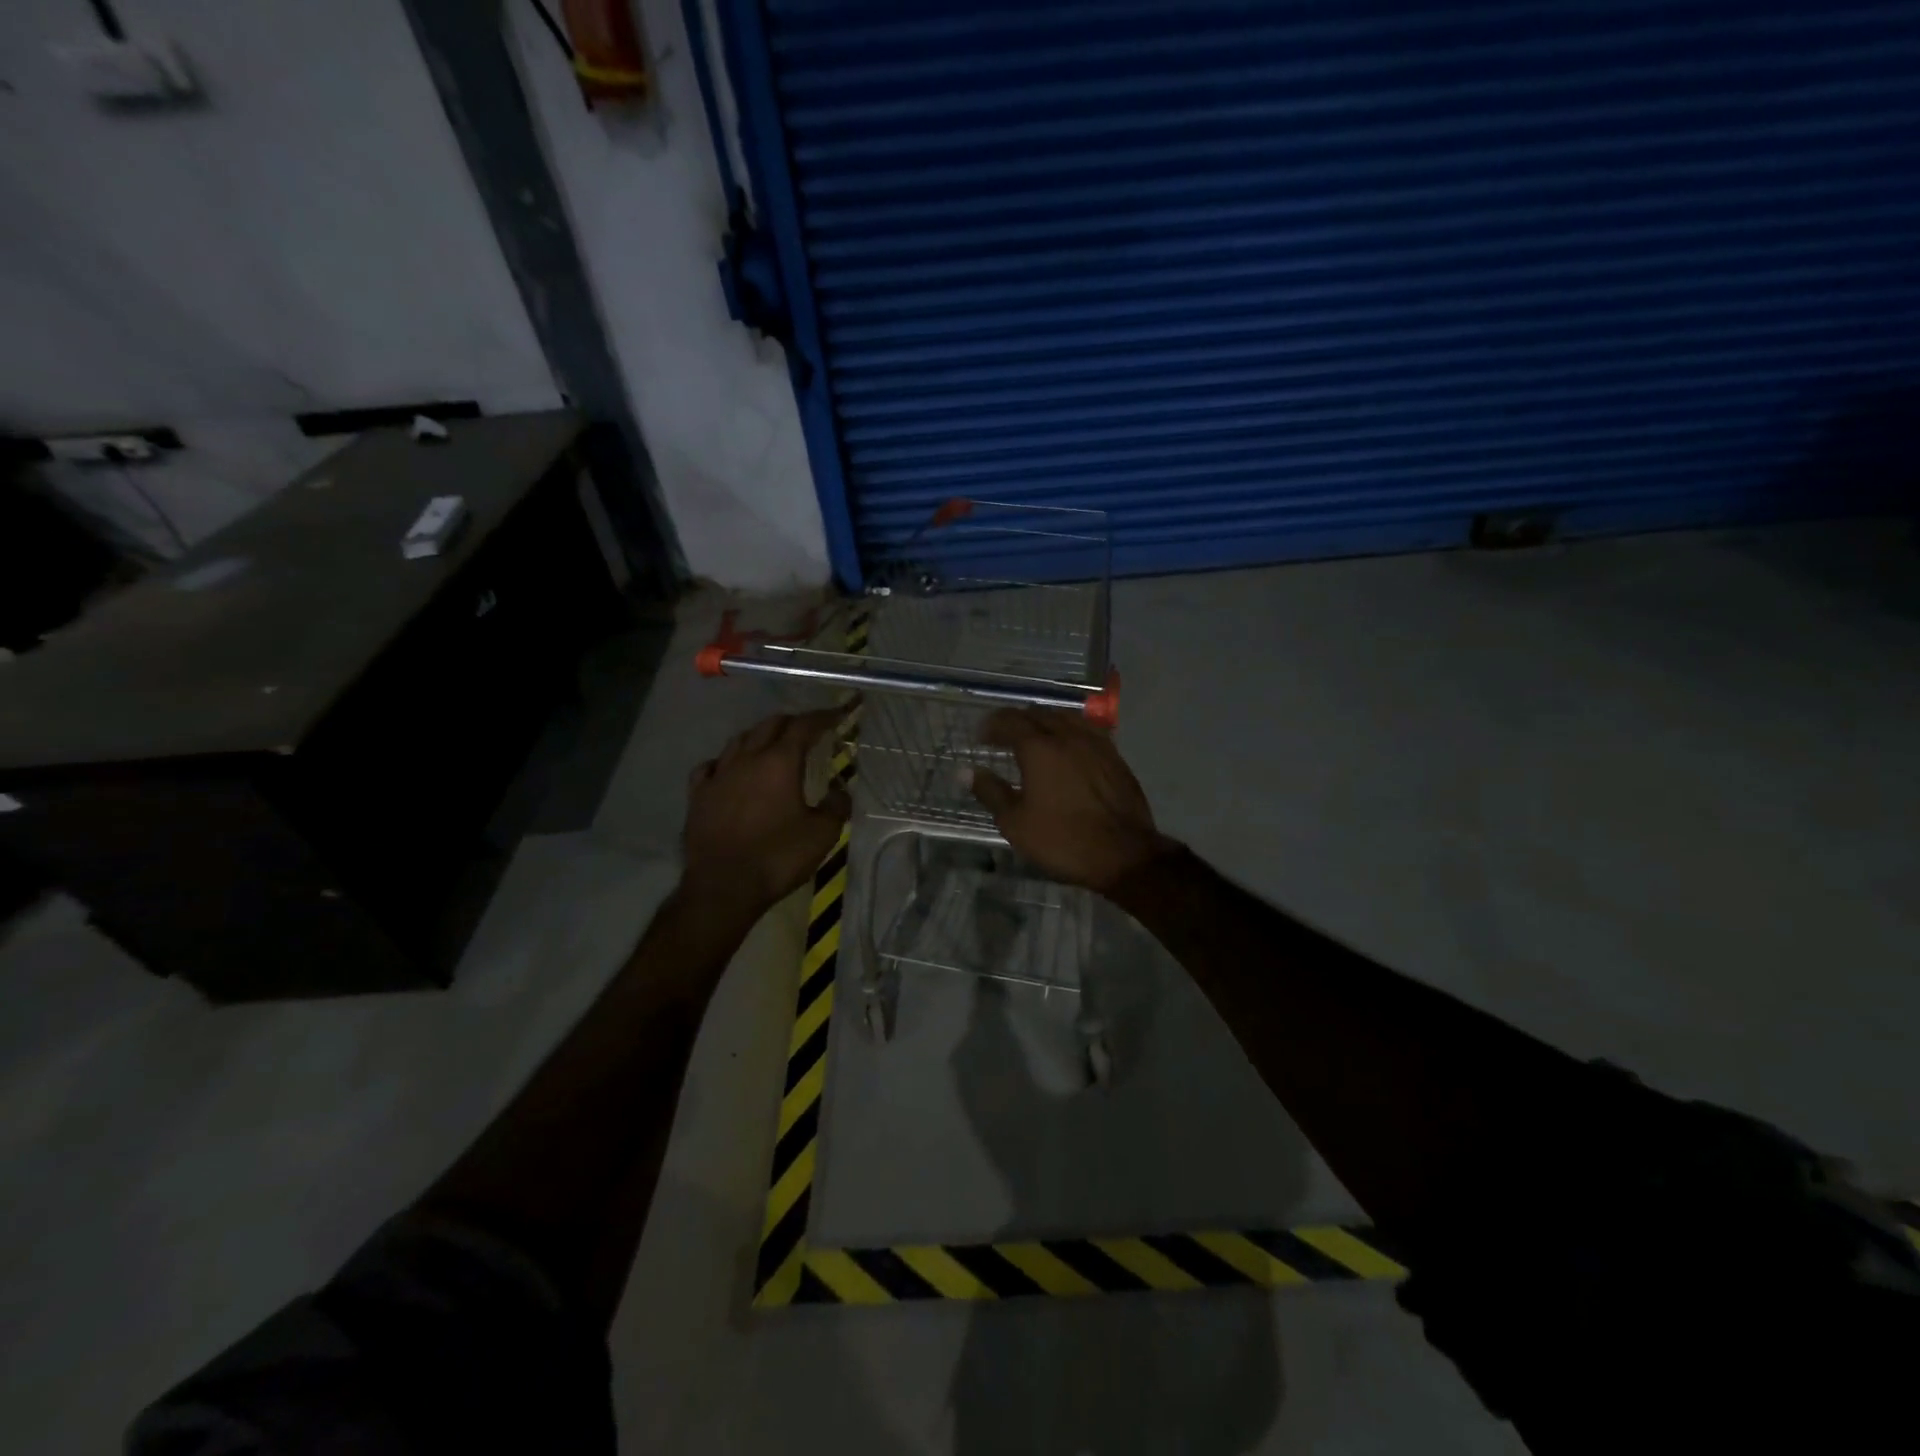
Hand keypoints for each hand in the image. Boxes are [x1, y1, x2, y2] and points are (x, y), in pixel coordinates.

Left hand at [683, 709, 850, 920]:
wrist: (723, 887)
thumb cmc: (778, 857)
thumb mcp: (822, 835)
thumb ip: (836, 806)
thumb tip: (840, 792)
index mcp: (780, 762)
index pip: (804, 726)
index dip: (823, 718)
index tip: (837, 715)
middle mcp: (747, 759)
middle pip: (770, 725)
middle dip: (792, 722)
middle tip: (808, 730)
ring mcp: (718, 775)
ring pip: (739, 740)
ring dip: (759, 736)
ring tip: (771, 744)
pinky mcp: (698, 795)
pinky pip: (710, 766)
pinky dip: (725, 761)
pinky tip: (729, 769)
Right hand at [970, 708, 1174, 893]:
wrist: (1124, 854)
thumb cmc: (1062, 840)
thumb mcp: (1015, 823)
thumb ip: (990, 792)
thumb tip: (965, 771)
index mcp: (1039, 748)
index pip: (1010, 721)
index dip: (992, 725)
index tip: (981, 737)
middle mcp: (1067, 736)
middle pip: (1038, 714)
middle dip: (1016, 721)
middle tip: (1003, 736)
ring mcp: (1095, 743)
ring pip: (1065, 717)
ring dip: (1044, 721)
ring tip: (1034, 736)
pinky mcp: (1114, 756)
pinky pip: (1086, 730)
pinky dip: (1069, 730)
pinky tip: (1068, 746)